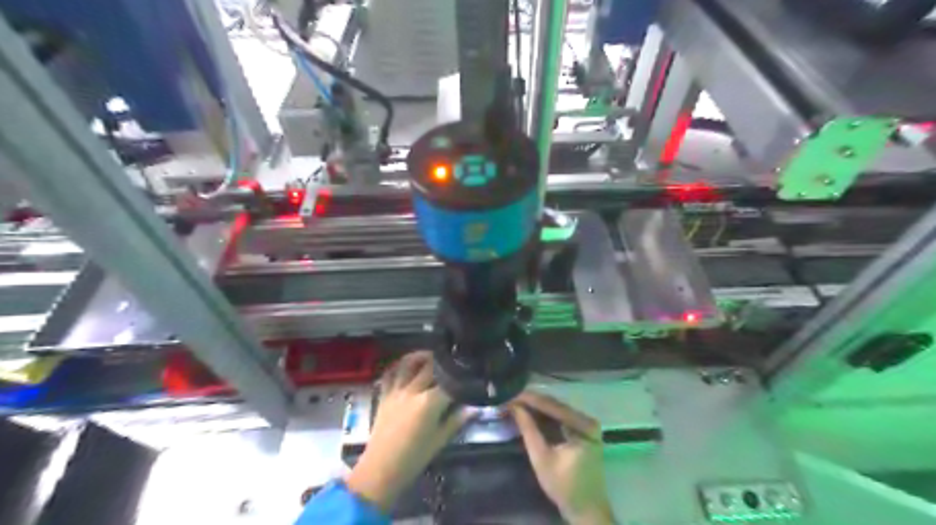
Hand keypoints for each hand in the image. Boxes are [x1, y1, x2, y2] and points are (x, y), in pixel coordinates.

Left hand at [345, 351, 467, 509]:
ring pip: (408, 363)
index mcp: (429, 403)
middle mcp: (412, 391)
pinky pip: (390, 373)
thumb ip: (457, 420)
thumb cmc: (414, 458)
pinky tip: (406, 364)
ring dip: (420, 356)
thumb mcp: (440, 440)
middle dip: (443, 362)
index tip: (468, 373)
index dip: (460, 377)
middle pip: (430, 367)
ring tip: (430, 355)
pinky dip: (399, 365)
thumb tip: (474, 407)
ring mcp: (396, 391)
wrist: (381, 469)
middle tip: (453, 361)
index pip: (449, 382)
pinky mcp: (384, 395)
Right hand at [511, 392, 615, 524]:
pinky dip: (543, 416)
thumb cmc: (565, 487)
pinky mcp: (581, 430)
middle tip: (509, 399)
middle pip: (554, 405)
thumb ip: (529, 430)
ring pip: (556, 409)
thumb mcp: (542, 458)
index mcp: (584, 425)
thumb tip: (514, 407)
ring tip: (514, 404)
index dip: (529, 400)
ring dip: (535, 408)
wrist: (586, 509)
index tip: (509, 395)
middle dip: (531, 402)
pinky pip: (560, 417)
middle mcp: (587, 419)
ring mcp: (586, 424)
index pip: (552, 406)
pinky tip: (528, 413)